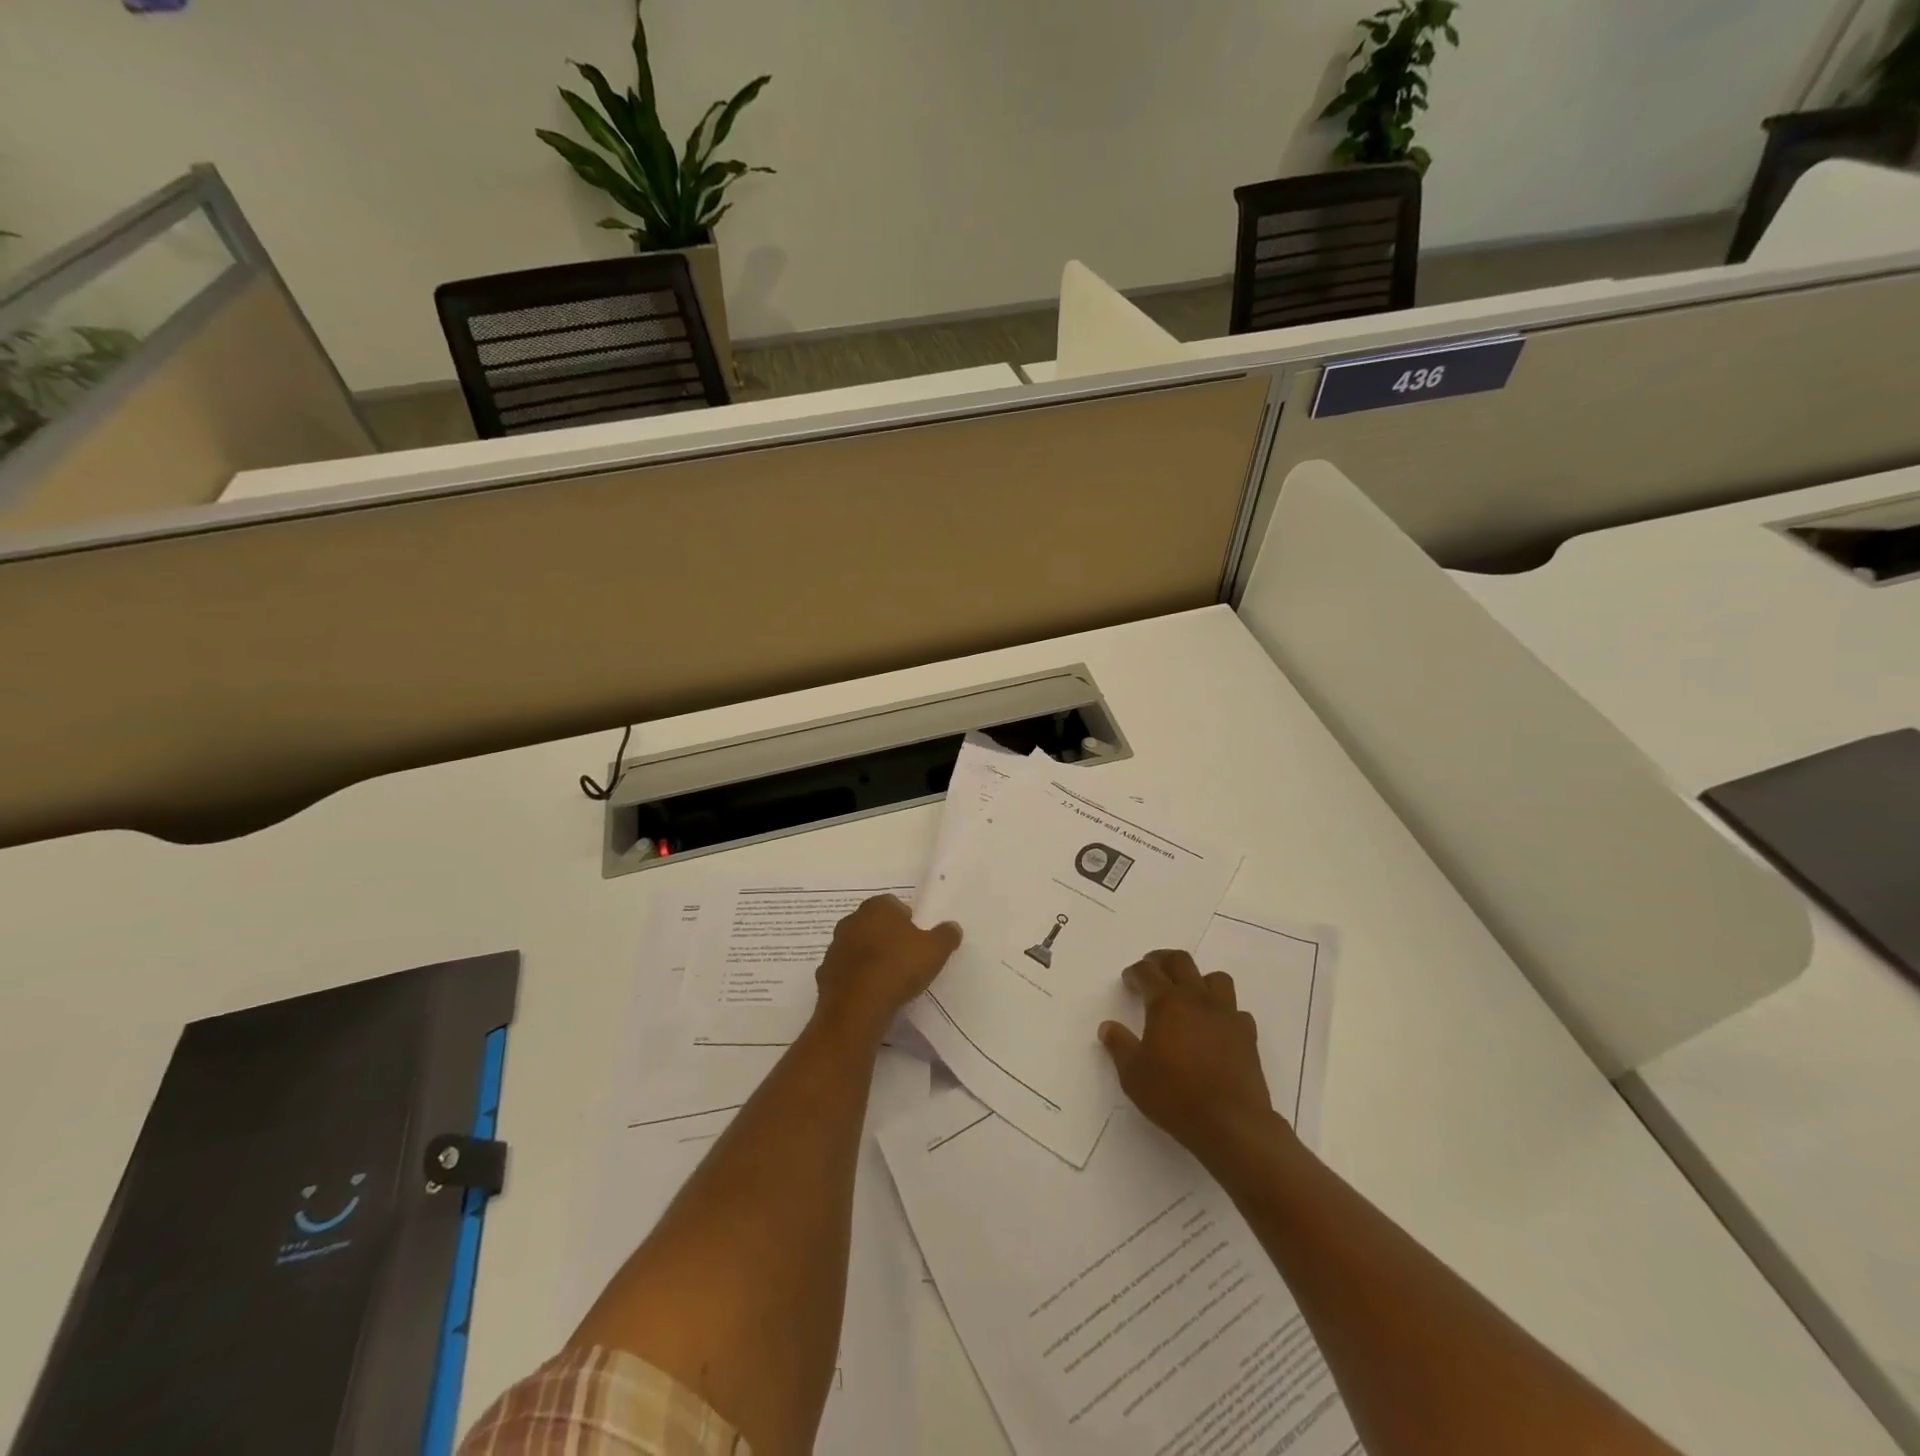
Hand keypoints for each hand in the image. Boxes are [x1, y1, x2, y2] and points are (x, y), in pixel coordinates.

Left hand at [814, 895, 960, 1041]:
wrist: (857, 1006)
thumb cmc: (899, 967)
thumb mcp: (935, 950)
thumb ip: (946, 935)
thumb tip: (952, 927)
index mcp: (877, 907)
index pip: (893, 904)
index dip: (907, 920)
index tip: (917, 939)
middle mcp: (851, 921)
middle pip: (873, 924)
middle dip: (886, 936)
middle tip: (904, 957)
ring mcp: (834, 947)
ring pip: (856, 947)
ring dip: (868, 957)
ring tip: (887, 979)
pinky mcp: (824, 974)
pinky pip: (845, 972)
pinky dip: (855, 979)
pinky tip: (869, 994)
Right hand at [1099, 950, 1279, 1163]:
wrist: (1231, 1124)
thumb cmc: (1175, 1096)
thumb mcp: (1133, 1074)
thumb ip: (1119, 1046)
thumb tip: (1107, 1027)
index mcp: (1167, 1003)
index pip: (1148, 972)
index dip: (1135, 972)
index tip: (1129, 981)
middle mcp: (1198, 999)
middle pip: (1181, 961)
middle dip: (1163, 960)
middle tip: (1153, 970)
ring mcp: (1226, 1015)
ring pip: (1216, 978)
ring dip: (1199, 980)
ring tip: (1188, 995)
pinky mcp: (1248, 1035)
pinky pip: (1236, 1010)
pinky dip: (1223, 1012)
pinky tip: (1215, 1028)